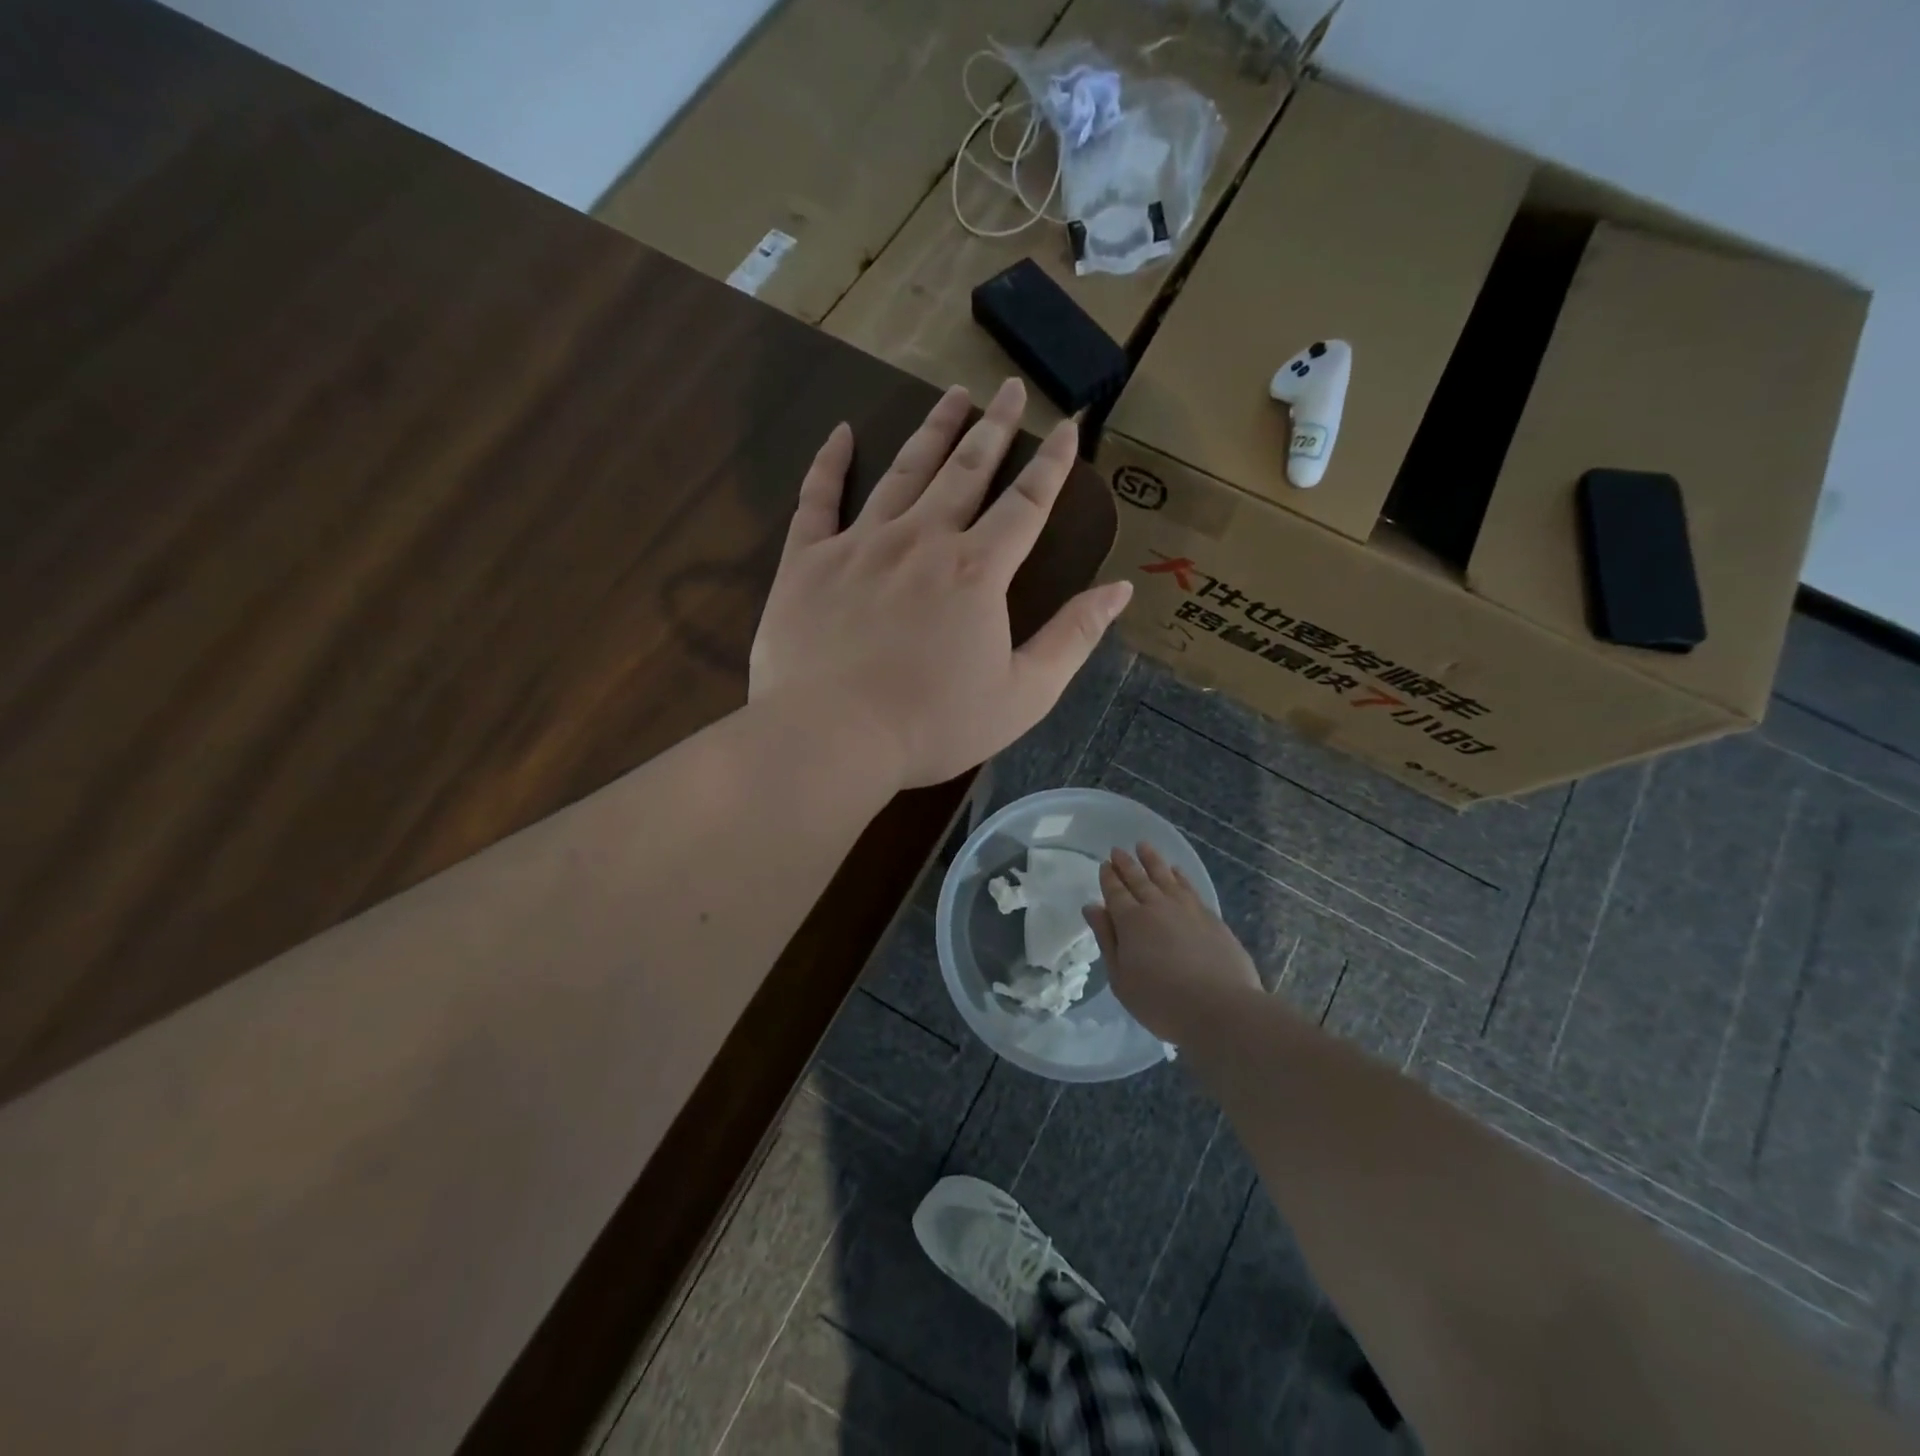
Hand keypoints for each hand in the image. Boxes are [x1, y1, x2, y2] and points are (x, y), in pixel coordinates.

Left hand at [750, 379, 1131, 790]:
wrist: (832, 738)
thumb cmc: (933, 725)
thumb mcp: (1022, 695)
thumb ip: (1073, 639)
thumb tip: (1118, 590)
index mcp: (976, 572)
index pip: (1026, 504)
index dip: (1052, 464)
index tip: (1068, 427)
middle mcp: (922, 540)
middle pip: (966, 470)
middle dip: (994, 427)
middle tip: (1009, 388)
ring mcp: (860, 544)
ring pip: (903, 471)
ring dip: (932, 431)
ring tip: (952, 395)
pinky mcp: (808, 560)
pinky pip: (818, 498)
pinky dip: (830, 462)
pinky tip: (842, 432)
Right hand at [1086, 843, 1262, 1041]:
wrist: (1220, 1008)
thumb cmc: (1161, 1001)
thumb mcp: (1121, 978)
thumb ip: (1106, 940)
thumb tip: (1092, 907)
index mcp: (1130, 921)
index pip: (1115, 892)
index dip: (1108, 878)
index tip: (1104, 864)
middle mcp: (1157, 907)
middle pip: (1138, 879)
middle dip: (1126, 864)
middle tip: (1118, 850)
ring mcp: (1187, 909)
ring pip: (1165, 876)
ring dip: (1152, 860)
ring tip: (1144, 846)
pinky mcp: (1211, 917)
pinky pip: (1189, 887)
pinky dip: (1179, 876)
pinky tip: (1176, 871)